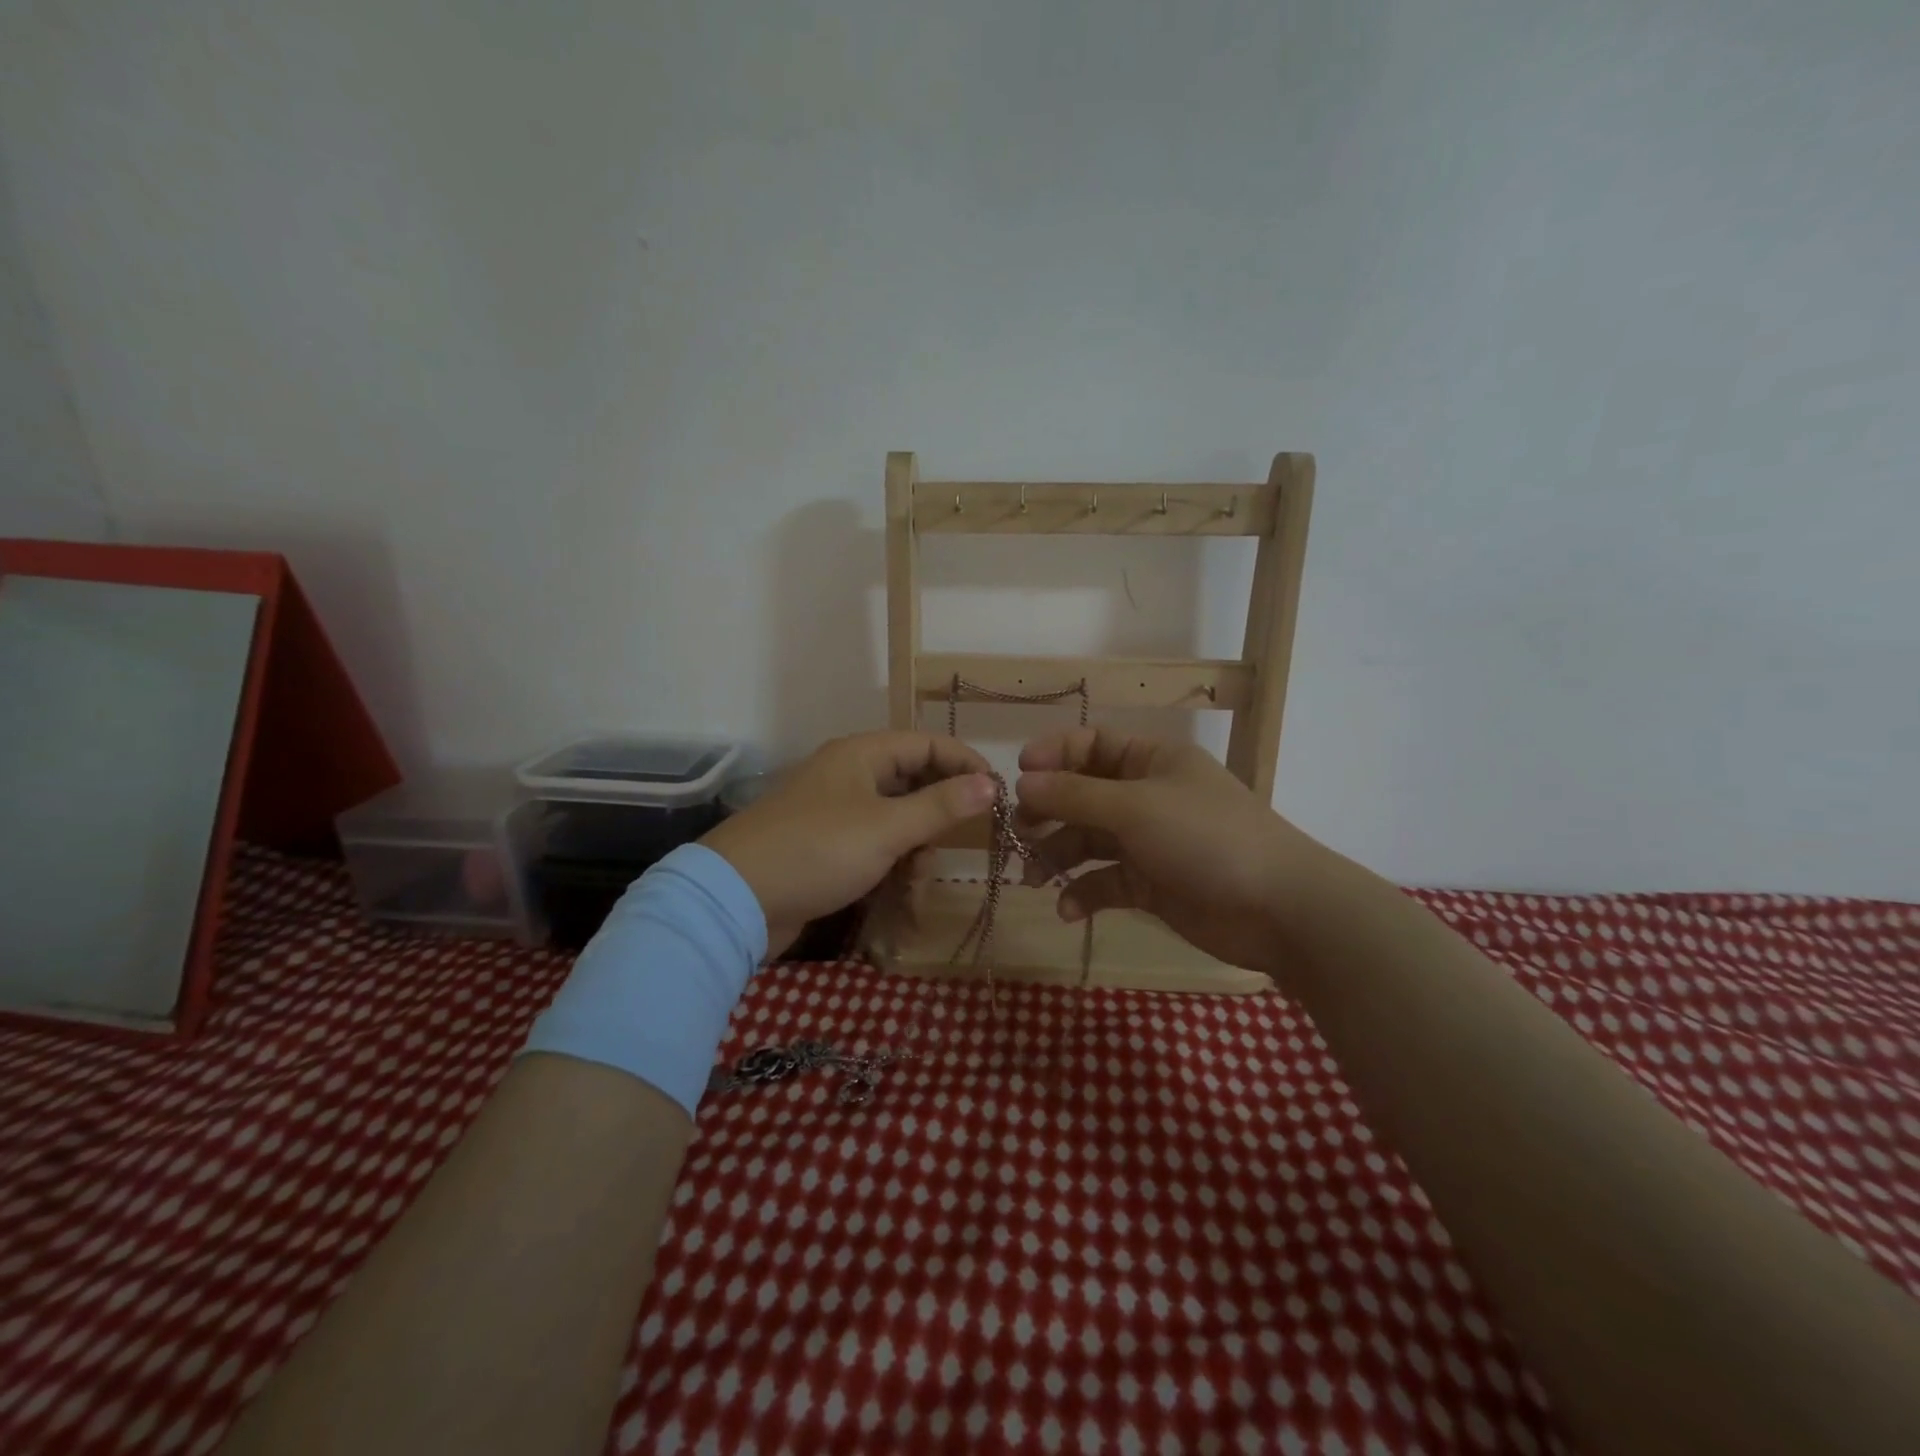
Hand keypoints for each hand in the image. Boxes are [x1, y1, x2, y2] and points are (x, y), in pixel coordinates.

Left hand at [702, 732, 996, 955]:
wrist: (737, 899)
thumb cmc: (818, 851)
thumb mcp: (887, 828)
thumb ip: (941, 806)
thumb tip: (990, 783)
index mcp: (861, 754)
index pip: (927, 744)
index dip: (965, 763)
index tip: (997, 793)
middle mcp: (848, 774)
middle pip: (911, 779)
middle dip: (941, 807)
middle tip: (969, 834)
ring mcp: (833, 810)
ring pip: (894, 814)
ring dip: (918, 840)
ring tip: (928, 871)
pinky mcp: (824, 844)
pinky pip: (872, 841)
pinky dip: (892, 858)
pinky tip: (904, 885)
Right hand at [1015, 728, 1330, 984]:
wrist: (1278, 909)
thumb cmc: (1205, 838)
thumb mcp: (1134, 808)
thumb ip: (1073, 795)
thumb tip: (1022, 782)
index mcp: (1151, 761)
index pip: (1092, 745)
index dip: (1053, 755)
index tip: (1018, 776)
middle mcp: (1147, 796)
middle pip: (1082, 795)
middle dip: (1048, 813)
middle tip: (1018, 833)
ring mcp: (1149, 842)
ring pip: (1089, 841)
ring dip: (1058, 857)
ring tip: (1032, 878)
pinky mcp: (1151, 884)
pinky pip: (1106, 882)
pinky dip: (1084, 893)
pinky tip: (1069, 911)